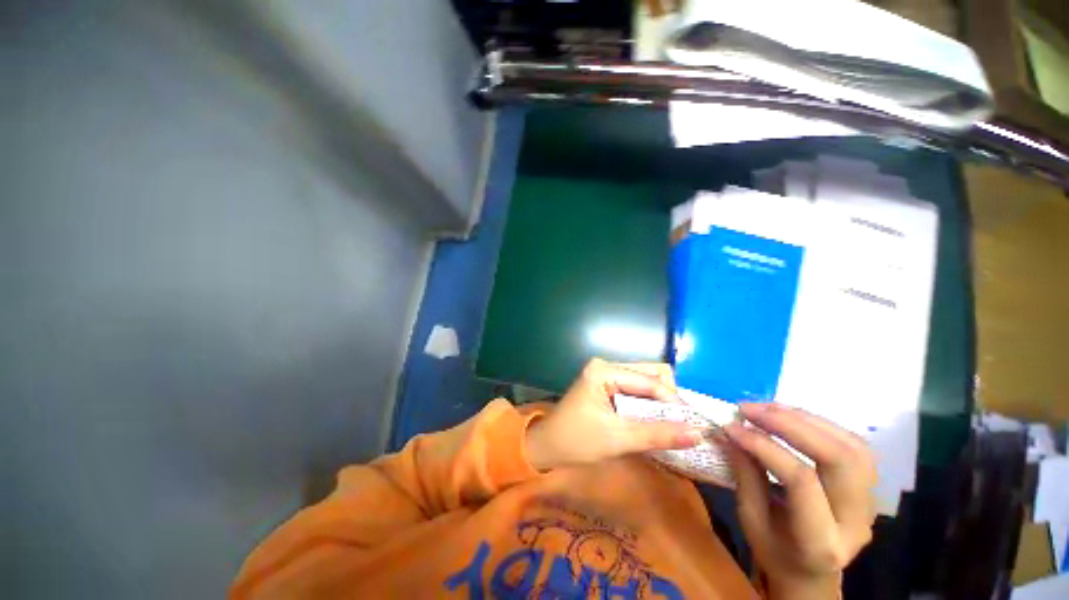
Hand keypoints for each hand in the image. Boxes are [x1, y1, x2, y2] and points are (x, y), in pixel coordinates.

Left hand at [525, 359, 704, 470]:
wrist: (547, 446)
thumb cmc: (577, 441)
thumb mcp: (618, 439)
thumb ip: (657, 434)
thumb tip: (698, 434)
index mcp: (604, 371)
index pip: (649, 380)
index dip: (673, 400)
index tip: (694, 423)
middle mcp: (605, 365)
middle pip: (649, 373)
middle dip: (668, 397)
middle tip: (682, 423)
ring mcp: (605, 373)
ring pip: (644, 380)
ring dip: (660, 401)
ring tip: (672, 424)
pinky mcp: (606, 384)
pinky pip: (635, 388)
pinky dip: (648, 403)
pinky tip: (655, 419)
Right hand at [724, 404, 876, 599]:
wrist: (811, 573)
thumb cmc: (775, 552)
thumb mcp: (751, 520)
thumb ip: (746, 476)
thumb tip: (731, 433)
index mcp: (821, 541)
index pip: (801, 481)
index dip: (765, 447)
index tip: (732, 427)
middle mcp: (856, 520)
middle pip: (838, 458)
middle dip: (791, 424)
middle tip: (750, 409)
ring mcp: (870, 502)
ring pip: (851, 446)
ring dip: (806, 419)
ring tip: (767, 408)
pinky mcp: (869, 487)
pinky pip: (853, 445)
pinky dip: (819, 424)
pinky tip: (791, 417)